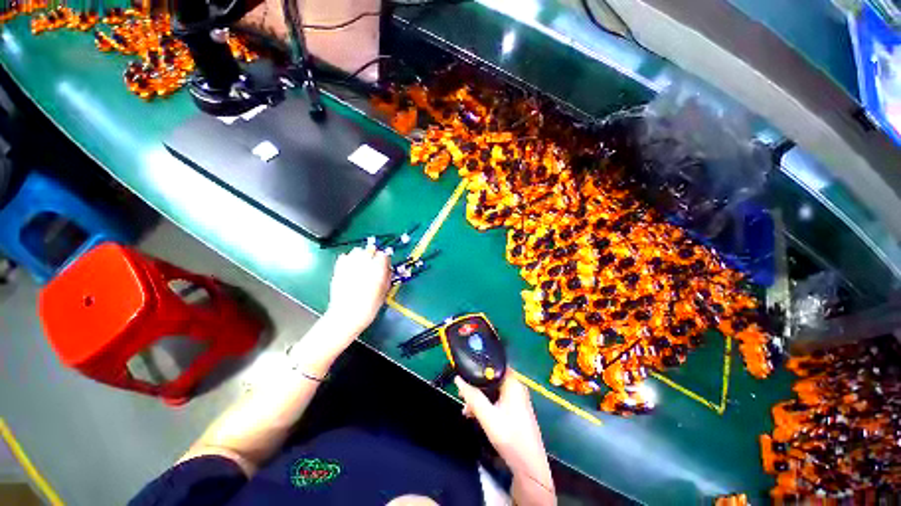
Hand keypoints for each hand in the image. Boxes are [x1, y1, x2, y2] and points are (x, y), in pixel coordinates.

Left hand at [324, 245, 391, 337]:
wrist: (346, 317)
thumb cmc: (368, 308)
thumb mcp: (384, 293)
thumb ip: (387, 277)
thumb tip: (387, 269)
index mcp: (377, 270)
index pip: (383, 255)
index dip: (385, 260)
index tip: (385, 265)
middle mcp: (363, 264)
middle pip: (370, 249)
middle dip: (373, 255)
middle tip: (374, 264)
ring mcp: (349, 266)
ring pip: (357, 250)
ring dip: (361, 255)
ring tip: (362, 264)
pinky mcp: (338, 269)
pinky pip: (344, 256)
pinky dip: (349, 258)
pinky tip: (351, 266)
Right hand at [455, 374, 555, 503]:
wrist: (529, 467)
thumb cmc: (510, 437)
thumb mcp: (488, 417)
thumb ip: (473, 397)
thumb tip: (458, 379)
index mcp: (513, 383)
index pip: (496, 364)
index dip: (480, 365)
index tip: (465, 370)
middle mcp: (516, 388)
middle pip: (492, 379)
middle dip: (476, 385)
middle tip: (462, 394)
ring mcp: (516, 400)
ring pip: (493, 391)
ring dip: (479, 397)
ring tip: (465, 409)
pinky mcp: (514, 411)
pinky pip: (497, 400)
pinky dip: (486, 405)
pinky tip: (474, 415)